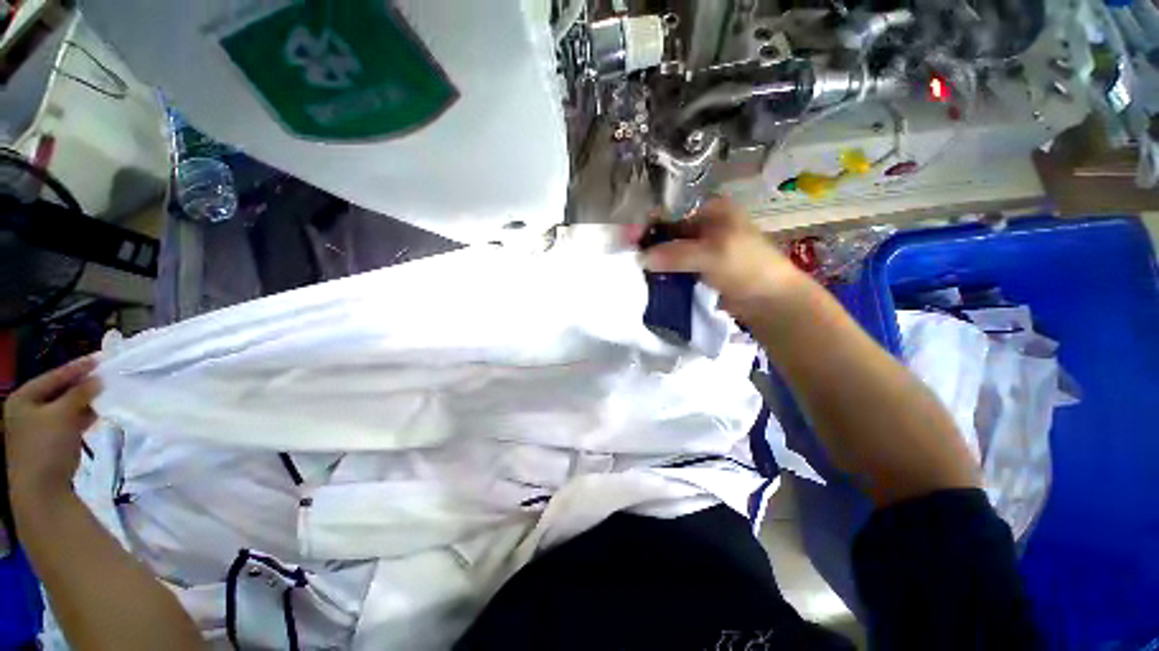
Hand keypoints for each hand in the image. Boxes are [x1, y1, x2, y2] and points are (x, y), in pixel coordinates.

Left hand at [4, 356, 100, 502]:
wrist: (41, 490)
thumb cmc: (46, 446)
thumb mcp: (63, 415)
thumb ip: (80, 394)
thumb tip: (98, 379)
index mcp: (22, 398)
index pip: (54, 376)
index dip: (77, 368)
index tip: (100, 358)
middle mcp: (26, 409)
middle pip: (57, 391)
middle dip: (81, 386)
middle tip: (104, 377)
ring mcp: (36, 428)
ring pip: (64, 407)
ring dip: (83, 402)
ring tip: (103, 395)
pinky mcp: (48, 442)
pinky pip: (66, 422)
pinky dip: (81, 416)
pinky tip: (94, 415)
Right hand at [640, 198, 810, 322]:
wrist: (769, 300)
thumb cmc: (746, 267)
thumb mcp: (712, 255)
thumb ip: (675, 254)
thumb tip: (640, 258)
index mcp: (711, 210)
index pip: (672, 211)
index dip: (650, 223)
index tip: (629, 238)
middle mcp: (705, 225)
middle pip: (669, 231)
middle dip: (650, 243)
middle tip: (628, 256)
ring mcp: (702, 248)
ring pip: (671, 250)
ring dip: (655, 259)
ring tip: (633, 268)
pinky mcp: (700, 268)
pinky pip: (676, 266)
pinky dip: (664, 271)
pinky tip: (649, 278)